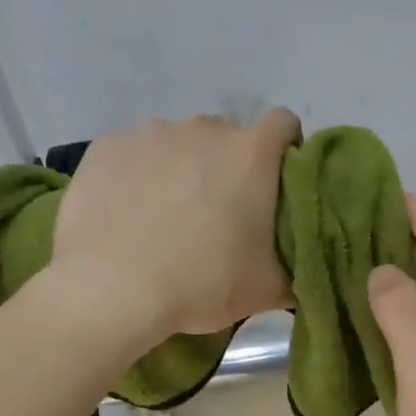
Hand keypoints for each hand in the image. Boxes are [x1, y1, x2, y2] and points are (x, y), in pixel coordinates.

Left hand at [52, 110, 300, 339]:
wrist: (111, 291)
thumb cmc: (201, 285)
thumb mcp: (267, 290)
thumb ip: (298, 268)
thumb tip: (308, 264)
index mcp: (251, 153)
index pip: (284, 125)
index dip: (283, 151)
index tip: (273, 185)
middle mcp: (204, 128)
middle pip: (226, 138)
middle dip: (226, 167)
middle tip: (215, 216)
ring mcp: (151, 132)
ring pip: (177, 144)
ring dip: (180, 169)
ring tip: (164, 216)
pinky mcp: (108, 145)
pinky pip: (133, 153)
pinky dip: (137, 175)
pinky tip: (126, 212)